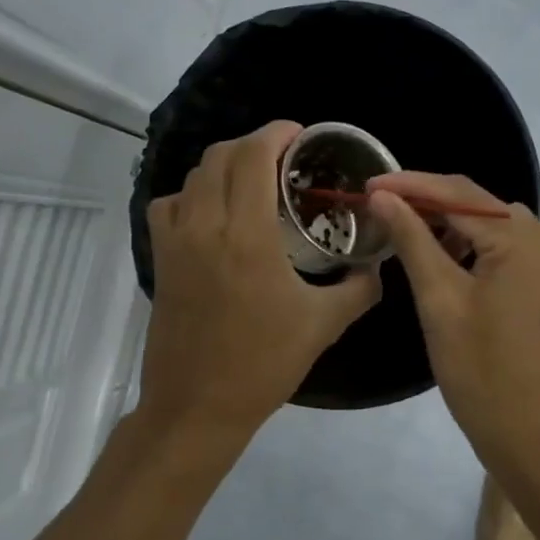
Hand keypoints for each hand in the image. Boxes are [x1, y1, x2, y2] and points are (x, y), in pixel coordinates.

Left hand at [138, 121, 380, 448]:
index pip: (253, 156)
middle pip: (221, 155)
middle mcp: (205, 225)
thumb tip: (379, 265)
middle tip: (284, 158)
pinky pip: (169, 204)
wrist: (198, 406)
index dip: (276, 133)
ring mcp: (176, 241)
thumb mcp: (324, 324)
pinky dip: (192, 193)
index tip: (300, 135)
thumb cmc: (263, 364)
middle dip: (254, 144)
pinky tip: (213, 213)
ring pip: (194, 175)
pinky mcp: (160, 258)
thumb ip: (359, 287)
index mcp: (247, 235)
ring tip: (252, 180)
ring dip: (224, 165)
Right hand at [368, 173, 539, 462]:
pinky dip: (480, 250)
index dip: (410, 185)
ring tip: (409, 234)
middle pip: (482, 207)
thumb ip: (412, 240)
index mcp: (525, 241)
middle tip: (382, 207)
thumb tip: (383, 196)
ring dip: (455, 227)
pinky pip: (515, 253)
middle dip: (431, 204)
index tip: (368, 183)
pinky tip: (451, 262)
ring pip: (498, 229)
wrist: (538, 442)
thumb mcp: (440, 302)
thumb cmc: (482, 375)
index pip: (459, 194)